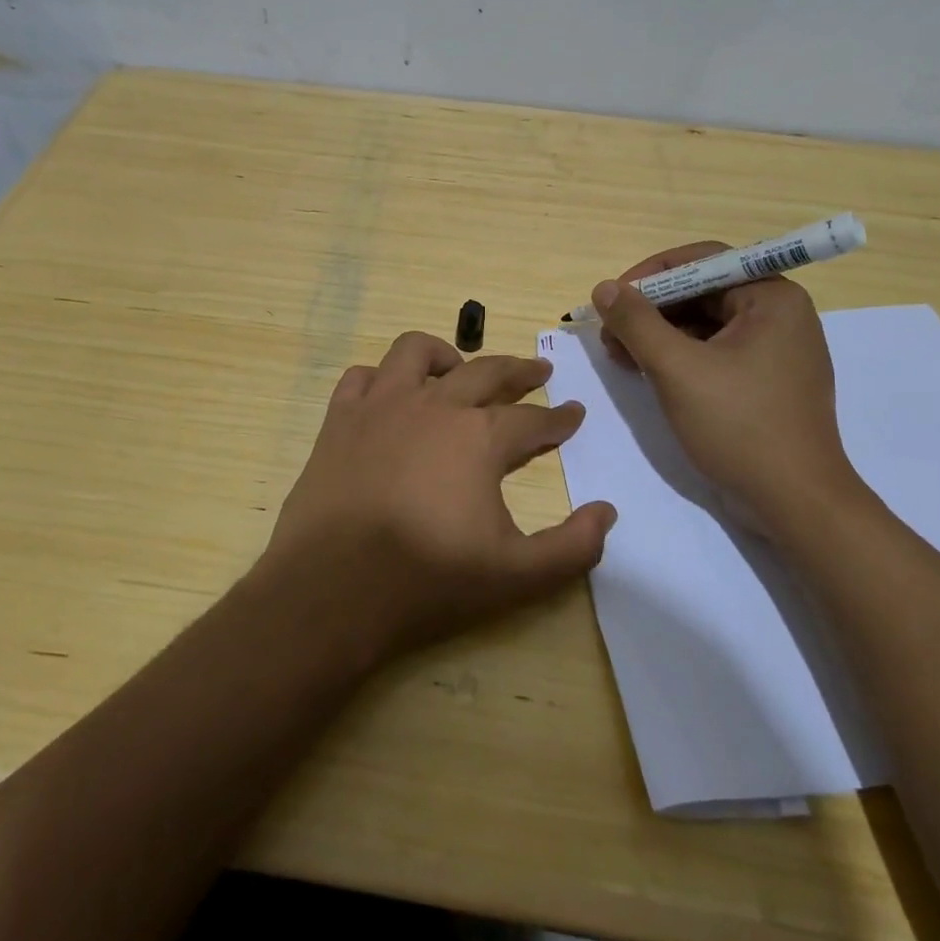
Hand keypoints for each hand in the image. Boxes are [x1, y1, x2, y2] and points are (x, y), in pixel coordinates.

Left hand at [260, 332, 616, 666]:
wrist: (333, 588)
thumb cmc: (428, 580)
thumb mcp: (517, 576)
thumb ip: (572, 546)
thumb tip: (606, 512)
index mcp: (479, 437)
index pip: (533, 420)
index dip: (559, 419)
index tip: (574, 412)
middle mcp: (434, 405)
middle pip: (485, 372)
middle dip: (519, 370)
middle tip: (537, 372)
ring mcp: (381, 405)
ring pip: (416, 352)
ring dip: (445, 355)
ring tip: (458, 368)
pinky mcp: (340, 418)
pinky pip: (362, 377)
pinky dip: (381, 378)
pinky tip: (390, 394)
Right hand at [592, 244, 867, 535]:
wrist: (795, 502)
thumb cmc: (739, 425)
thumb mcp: (677, 369)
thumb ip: (637, 322)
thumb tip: (603, 288)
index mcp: (772, 297)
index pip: (703, 261)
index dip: (651, 274)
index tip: (612, 298)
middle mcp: (780, 314)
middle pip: (702, 292)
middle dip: (651, 309)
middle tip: (610, 332)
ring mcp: (776, 350)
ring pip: (705, 324)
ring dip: (659, 334)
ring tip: (619, 354)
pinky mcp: (766, 381)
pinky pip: (715, 352)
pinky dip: (679, 356)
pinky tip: (645, 371)